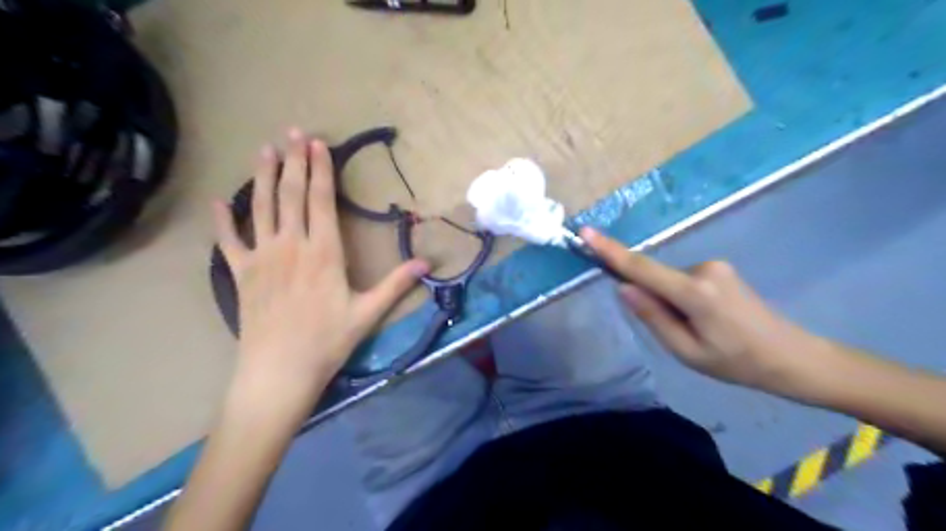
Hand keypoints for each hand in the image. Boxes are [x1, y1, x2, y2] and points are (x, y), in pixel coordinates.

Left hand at [214, 127, 428, 405]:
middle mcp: (291, 246)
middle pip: (291, 195)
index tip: (319, 145)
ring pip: (261, 208)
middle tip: (293, 132)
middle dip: (294, 161)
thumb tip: (427, 263)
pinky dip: (223, 220)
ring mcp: (262, 258)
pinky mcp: (241, 274)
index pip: (321, 201)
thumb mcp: (368, 313)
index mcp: (323, 253)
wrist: (280, 372)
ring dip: (263, 177)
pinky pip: (229, 241)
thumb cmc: (328, 341)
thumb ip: (396, 284)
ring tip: (264, 149)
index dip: (320, 170)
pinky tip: (219, 202)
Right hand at [585, 227, 829, 390]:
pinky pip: (683, 281)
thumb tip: (624, 288)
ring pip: (670, 282)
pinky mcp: (719, 269)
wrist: (792, 357)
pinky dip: (682, 298)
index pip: (642, 268)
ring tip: (700, 331)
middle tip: (680, 334)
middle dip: (654, 301)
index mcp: (695, 293)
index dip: (610, 251)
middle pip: (656, 278)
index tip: (586, 233)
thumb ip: (653, 317)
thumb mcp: (687, 351)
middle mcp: (703, 269)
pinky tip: (707, 320)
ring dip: (671, 303)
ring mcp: (714, 266)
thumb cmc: (738, 363)